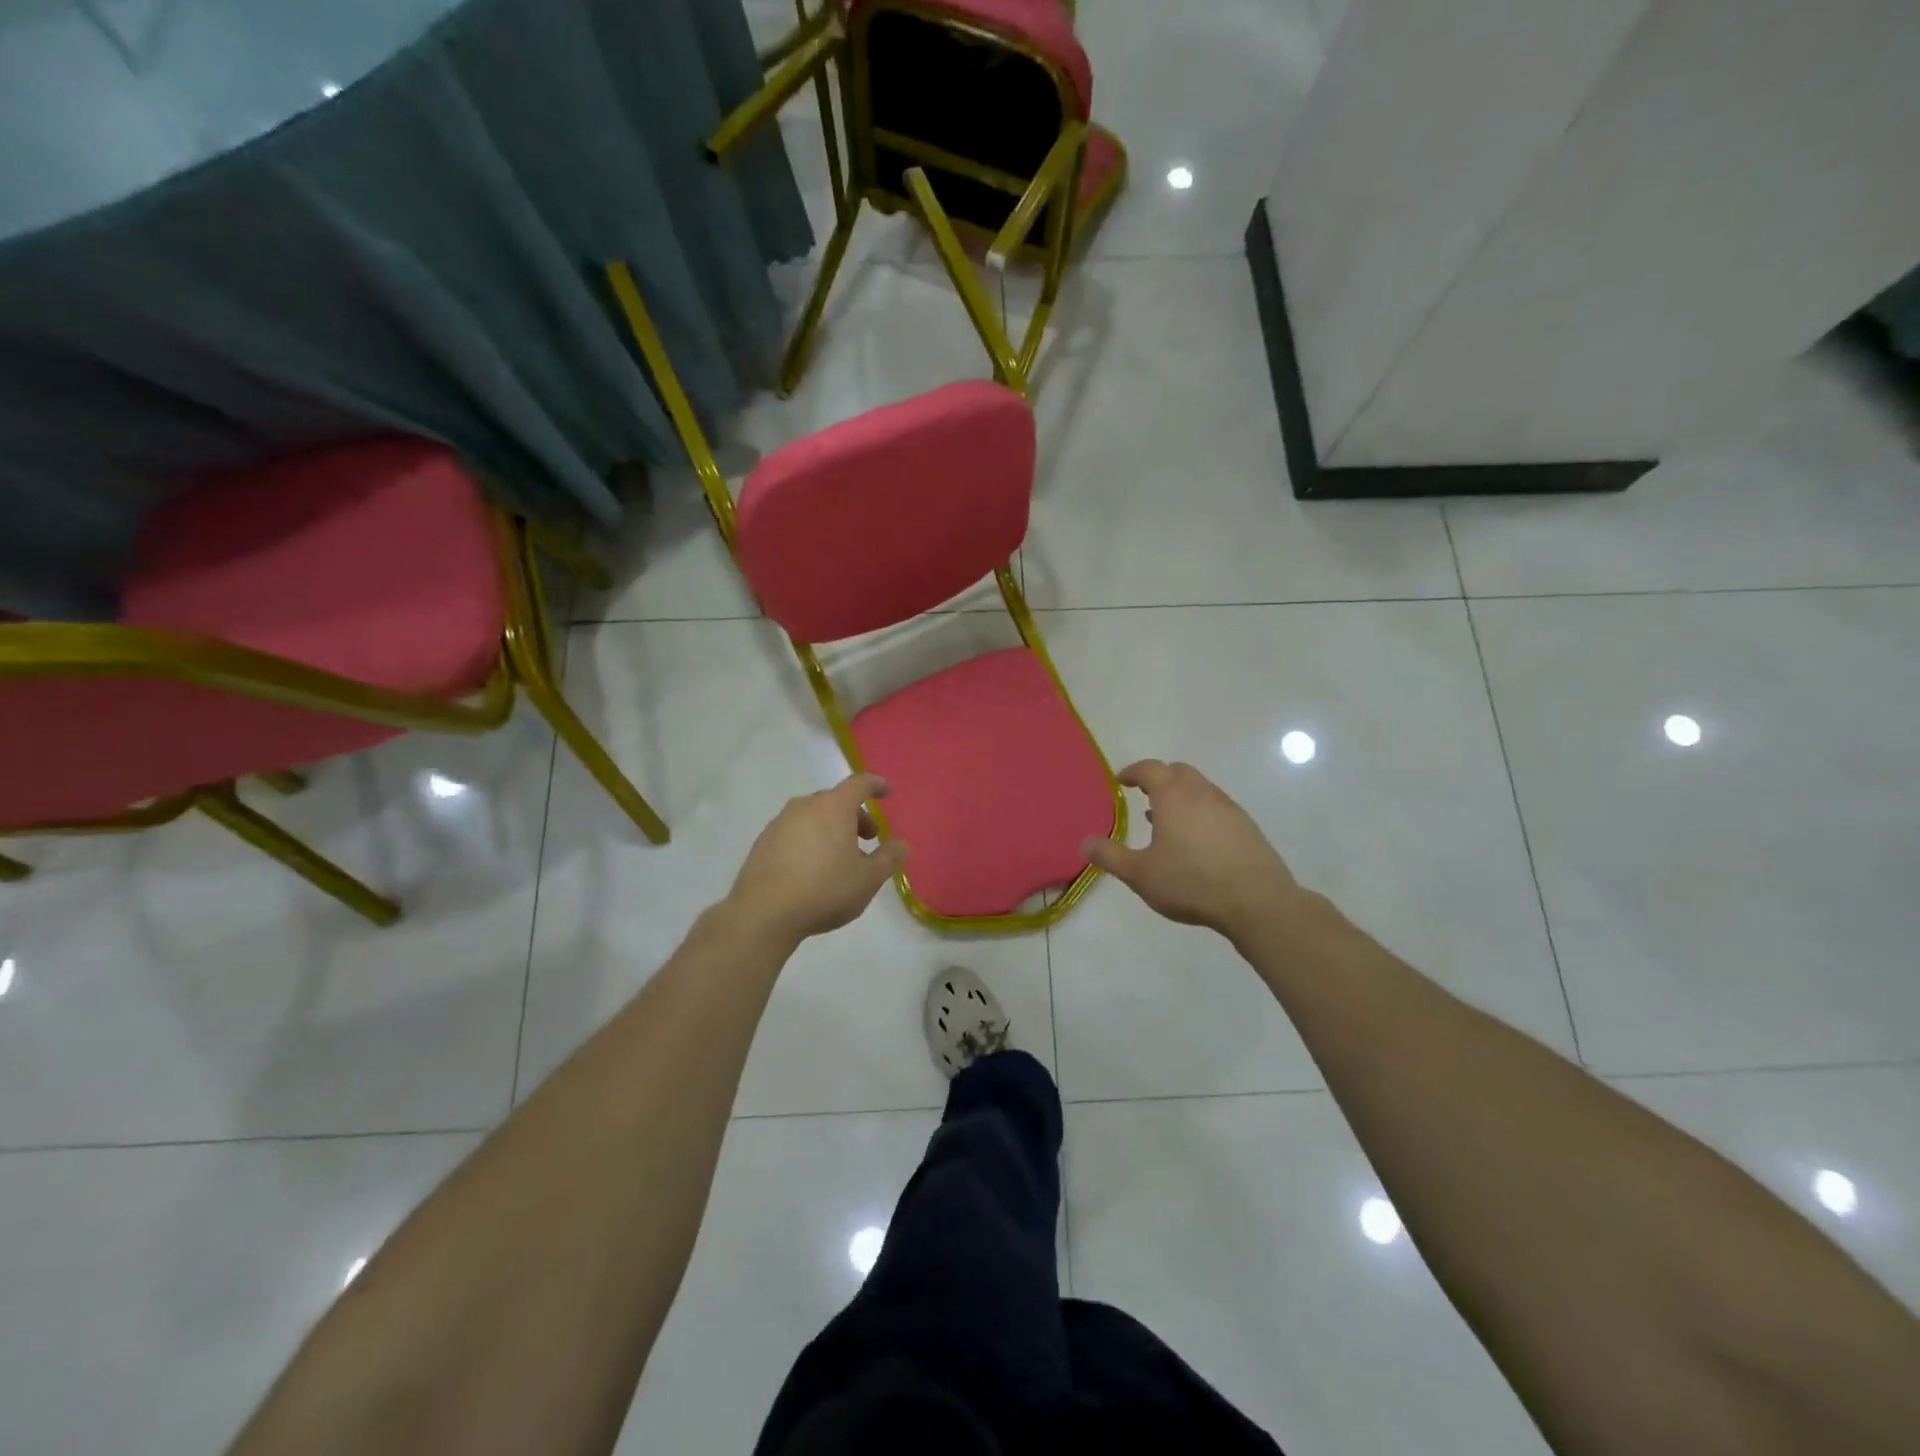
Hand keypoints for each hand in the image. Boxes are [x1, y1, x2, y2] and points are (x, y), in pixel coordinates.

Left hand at [727, 773, 908, 944]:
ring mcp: (780, 822)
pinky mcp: (763, 842)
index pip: (860, 784)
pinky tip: (812, 868)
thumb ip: (888, 858)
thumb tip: (901, 844)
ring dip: (831, 829)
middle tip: (867, 838)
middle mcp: (805, 806)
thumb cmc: (825, 889)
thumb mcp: (868, 879)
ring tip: (840, 858)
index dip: (877, 785)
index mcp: (834, 807)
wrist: (764, 913)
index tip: (887, 792)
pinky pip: (794, 832)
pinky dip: (809, 840)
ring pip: (813, 816)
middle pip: (836, 801)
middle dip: (855, 815)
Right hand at [1082, 760, 1300, 943]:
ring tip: (1167, 822)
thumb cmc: (1191, 883)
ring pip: (1200, 788)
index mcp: (1173, 796)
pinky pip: (1216, 806)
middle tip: (1144, 796)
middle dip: (1159, 778)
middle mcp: (1201, 792)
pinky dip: (1200, 812)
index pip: (1150, 769)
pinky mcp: (1246, 825)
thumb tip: (1083, 842)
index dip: (1133, 772)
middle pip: (1178, 772)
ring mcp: (1228, 807)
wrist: (1257, 901)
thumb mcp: (1140, 874)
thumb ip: (1110, 856)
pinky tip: (1196, 841)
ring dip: (1180, 796)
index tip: (1121, 781)